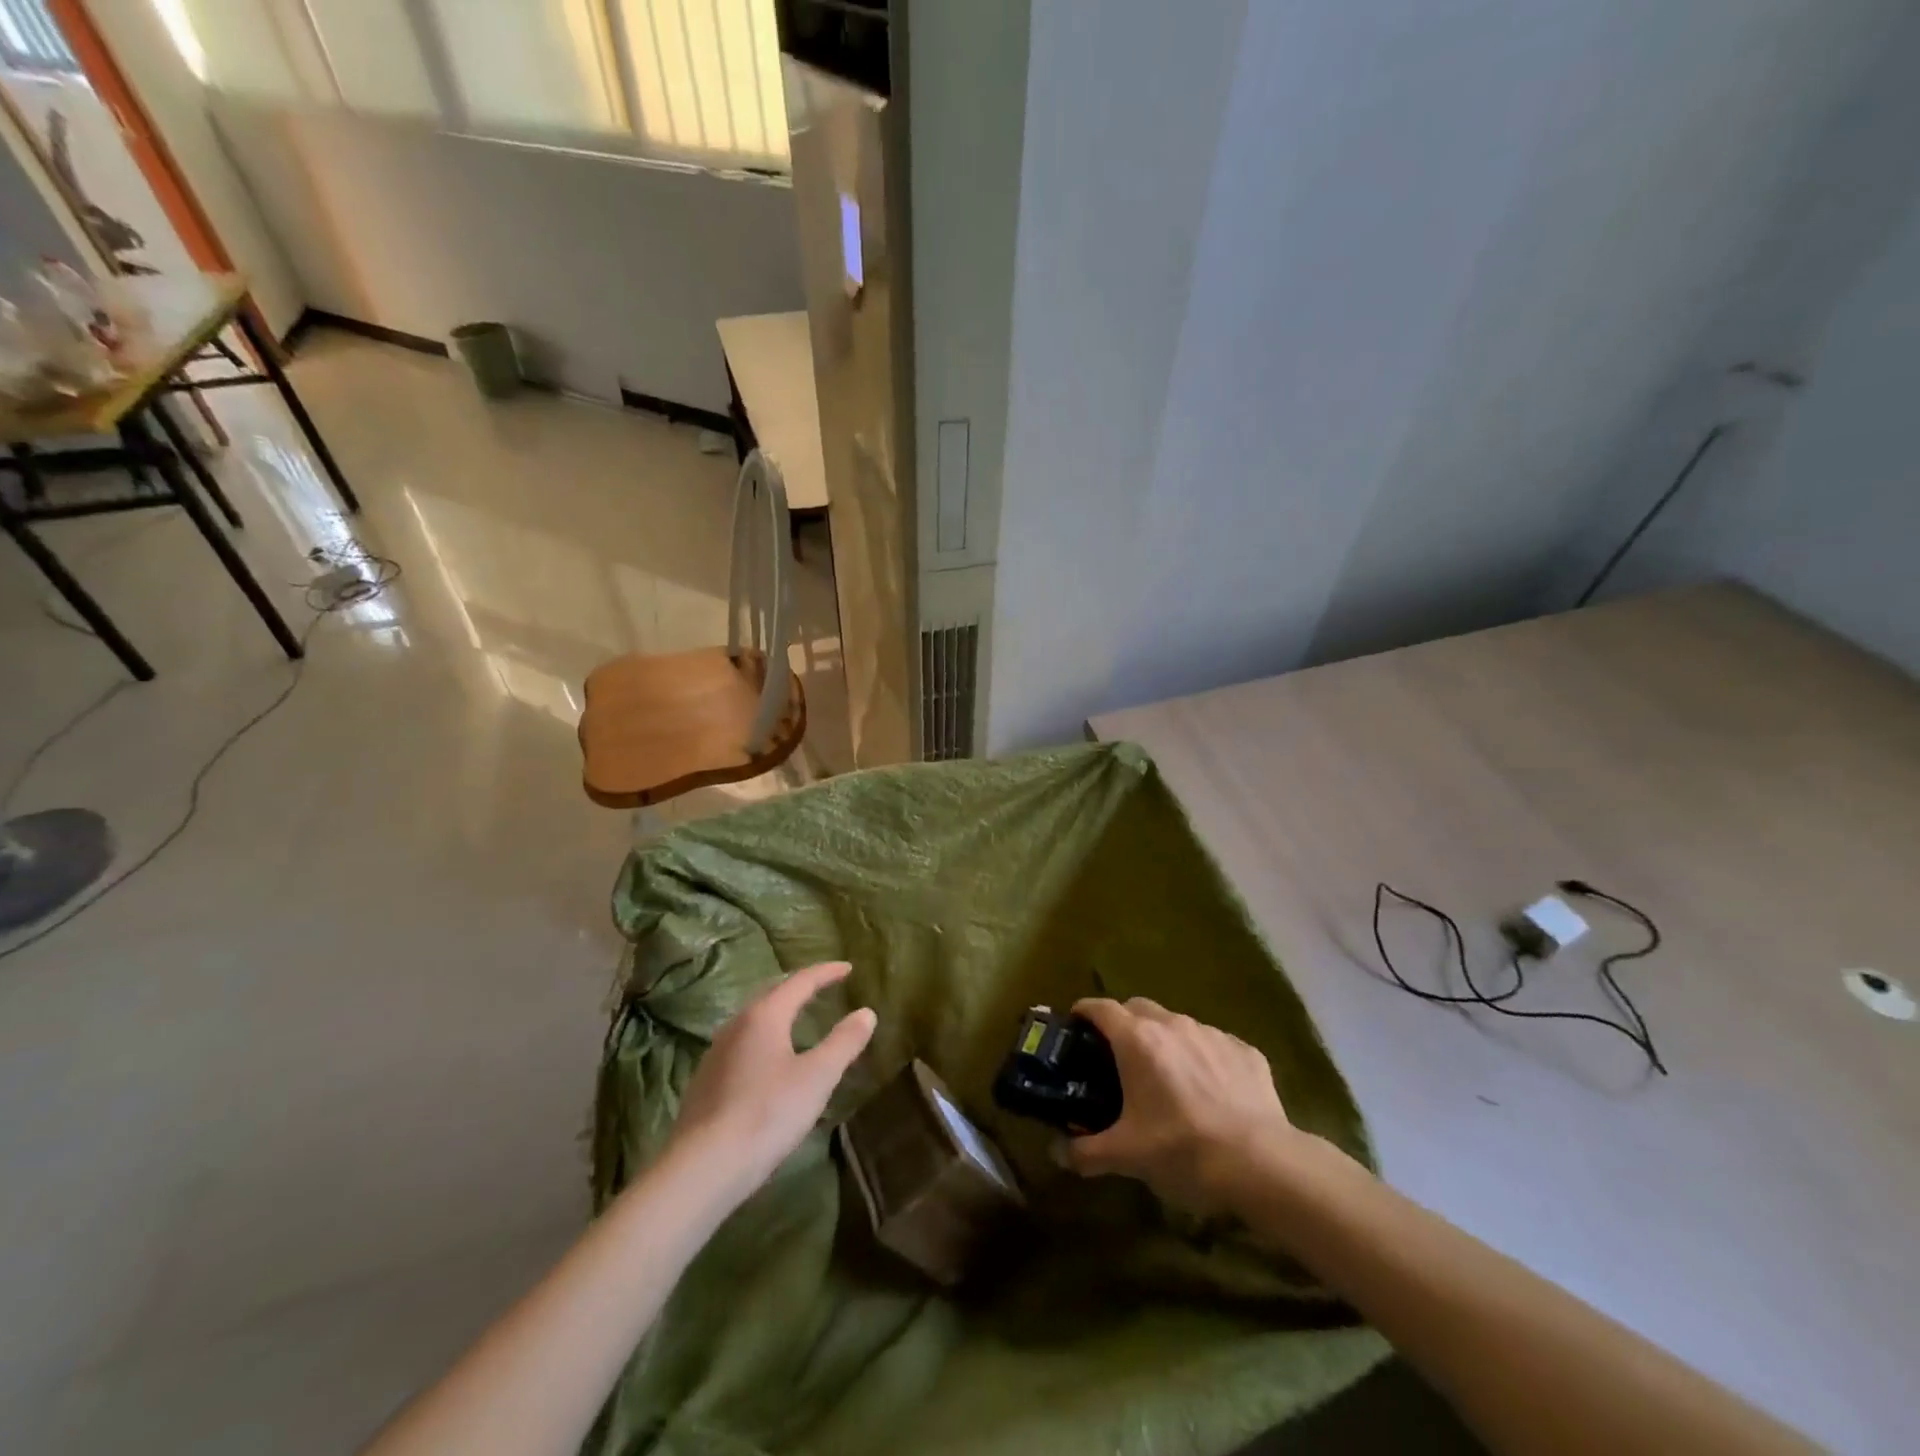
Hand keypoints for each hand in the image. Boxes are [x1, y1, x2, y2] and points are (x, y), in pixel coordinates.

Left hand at [669, 961, 876, 1199]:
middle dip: (800, 987)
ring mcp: (716, 1052)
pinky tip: (768, 1059)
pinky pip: (742, 1043)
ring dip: (779, 1011)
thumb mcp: (817, 1077)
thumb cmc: (767, 1114)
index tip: (848, 968)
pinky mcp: (705, 1080)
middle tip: (823, 986)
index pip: (800, 981)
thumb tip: (866, 1012)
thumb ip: (843, 1042)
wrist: (702, 1168)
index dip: (826, 972)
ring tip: (798, 1018)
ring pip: (753, 1019)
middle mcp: (736, 1024)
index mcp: (764, 1016)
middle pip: (772, 993)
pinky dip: (764, 1037)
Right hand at [1062, 996, 1303, 1215]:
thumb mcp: (1127, 1156)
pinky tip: (1210, 1091)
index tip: (1075, 1024)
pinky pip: (1214, 1045)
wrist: (1261, 1163)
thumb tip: (1058, 1153)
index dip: (1084, 1011)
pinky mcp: (1246, 1051)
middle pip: (1138, 1008)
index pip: (1100, 1008)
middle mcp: (1173, 1025)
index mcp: (1137, 1040)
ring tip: (1166, 1076)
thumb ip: (1086, 1152)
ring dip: (1165, 1041)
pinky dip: (1203, 1058)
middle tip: (1117, 1056)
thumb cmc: (1182, 1150)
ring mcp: (1212, 1034)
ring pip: (1178, 1025)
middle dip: (1123, 1023)